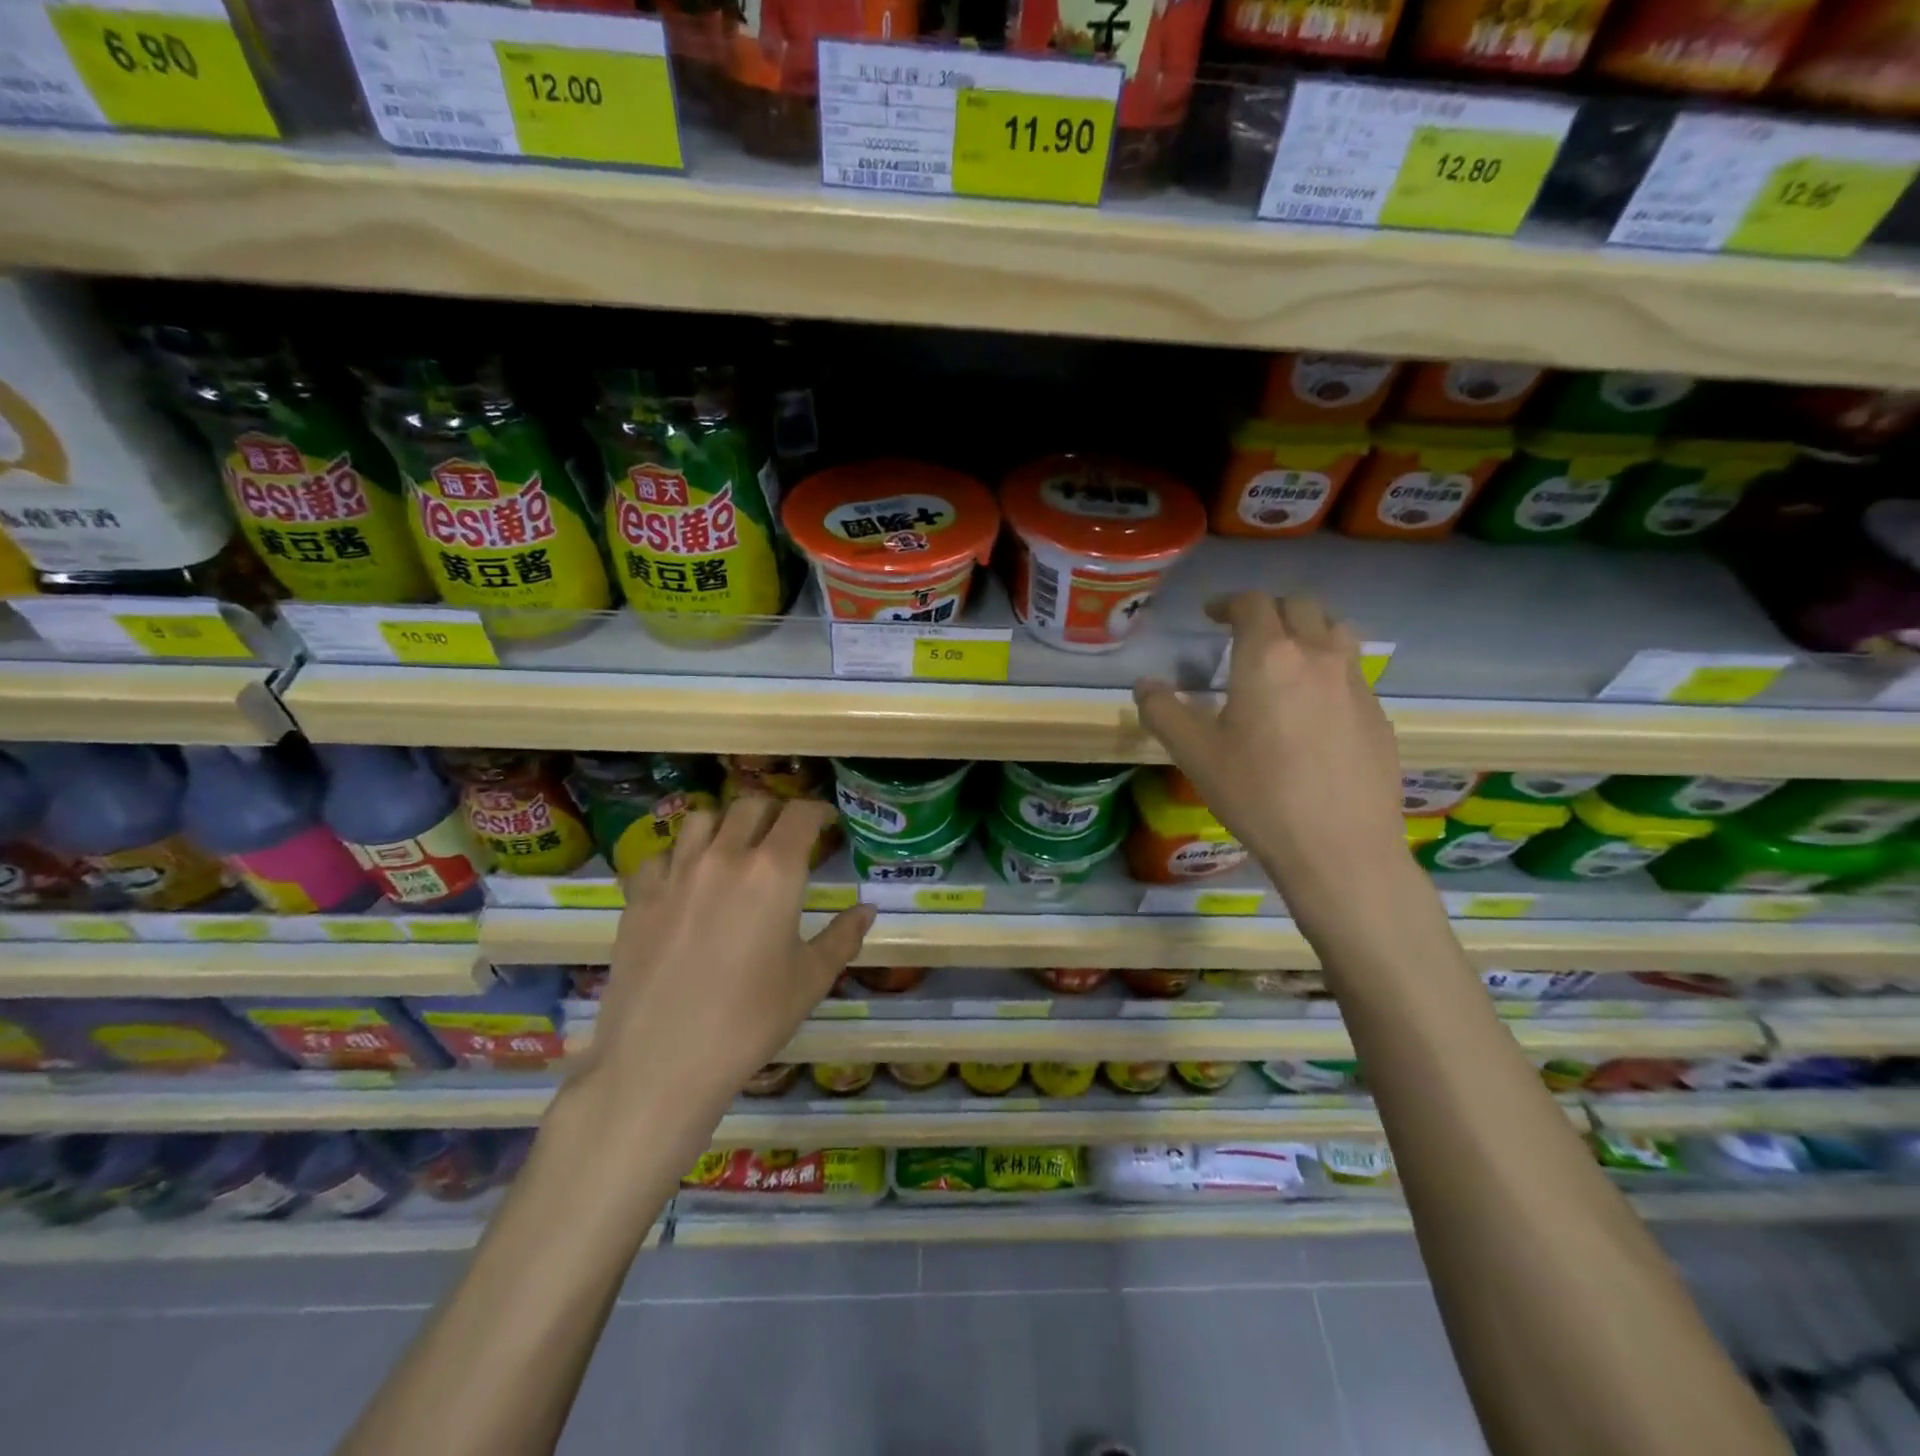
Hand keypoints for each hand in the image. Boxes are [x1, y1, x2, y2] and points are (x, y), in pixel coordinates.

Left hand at [570, 797, 874, 1135]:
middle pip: (751, 805)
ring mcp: (676, 872)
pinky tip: (686, 882)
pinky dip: (680, 856)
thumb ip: (842, 937)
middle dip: (774, 812)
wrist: (662, 1060)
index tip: (826, 820)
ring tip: (733, 847)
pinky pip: (661, 854)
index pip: (800, 815)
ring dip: (725, 823)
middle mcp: (725, 856)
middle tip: (784, 835)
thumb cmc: (750, 1020)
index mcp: (774, 871)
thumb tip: (867, 910)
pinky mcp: (639, 896)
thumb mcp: (810, 980)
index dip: (818, 810)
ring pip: (702, 818)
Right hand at [1133, 592, 1406, 908]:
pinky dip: (1328, 669)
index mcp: (1269, 657)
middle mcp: (1317, 656)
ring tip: (1286, 657)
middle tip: (1245, 633)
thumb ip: (1163, 711)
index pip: (1252, 604)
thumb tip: (1145, 685)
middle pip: (1300, 606)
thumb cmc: (1258, 794)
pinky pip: (1352, 672)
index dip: (1228, 602)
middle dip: (1269, 609)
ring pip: (1335, 631)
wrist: (1339, 847)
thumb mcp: (1194, 754)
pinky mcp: (1378, 714)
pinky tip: (1313, 710)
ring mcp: (1356, 683)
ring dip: (1307, 630)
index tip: (1211, 615)